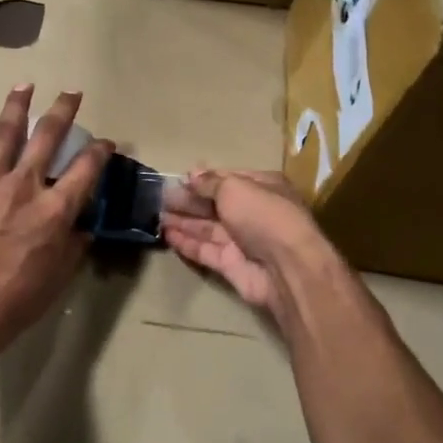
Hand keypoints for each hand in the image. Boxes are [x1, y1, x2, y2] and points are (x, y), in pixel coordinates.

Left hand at [0, 85, 112, 354]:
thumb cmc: (19, 298)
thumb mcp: (60, 274)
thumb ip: (75, 243)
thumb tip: (81, 226)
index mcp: (55, 209)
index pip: (86, 168)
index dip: (100, 150)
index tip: (106, 142)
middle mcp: (24, 187)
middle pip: (47, 136)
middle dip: (63, 110)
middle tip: (71, 92)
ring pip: (4, 134)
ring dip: (16, 107)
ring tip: (24, 86)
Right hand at [161, 169, 332, 318]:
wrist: (286, 267)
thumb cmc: (263, 215)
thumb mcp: (235, 188)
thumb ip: (210, 182)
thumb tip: (192, 175)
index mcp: (262, 188)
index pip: (229, 179)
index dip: (204, 179)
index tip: (179, 180)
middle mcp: (253, 212)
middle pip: (215, 204)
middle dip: (189, 201)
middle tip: (160, 197)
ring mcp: (242, 240)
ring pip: (207, 228)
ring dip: (183, 221)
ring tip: (156, 214)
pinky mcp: (231, 264)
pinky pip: (204, 250)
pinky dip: (186, 242)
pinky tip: (166, 234)